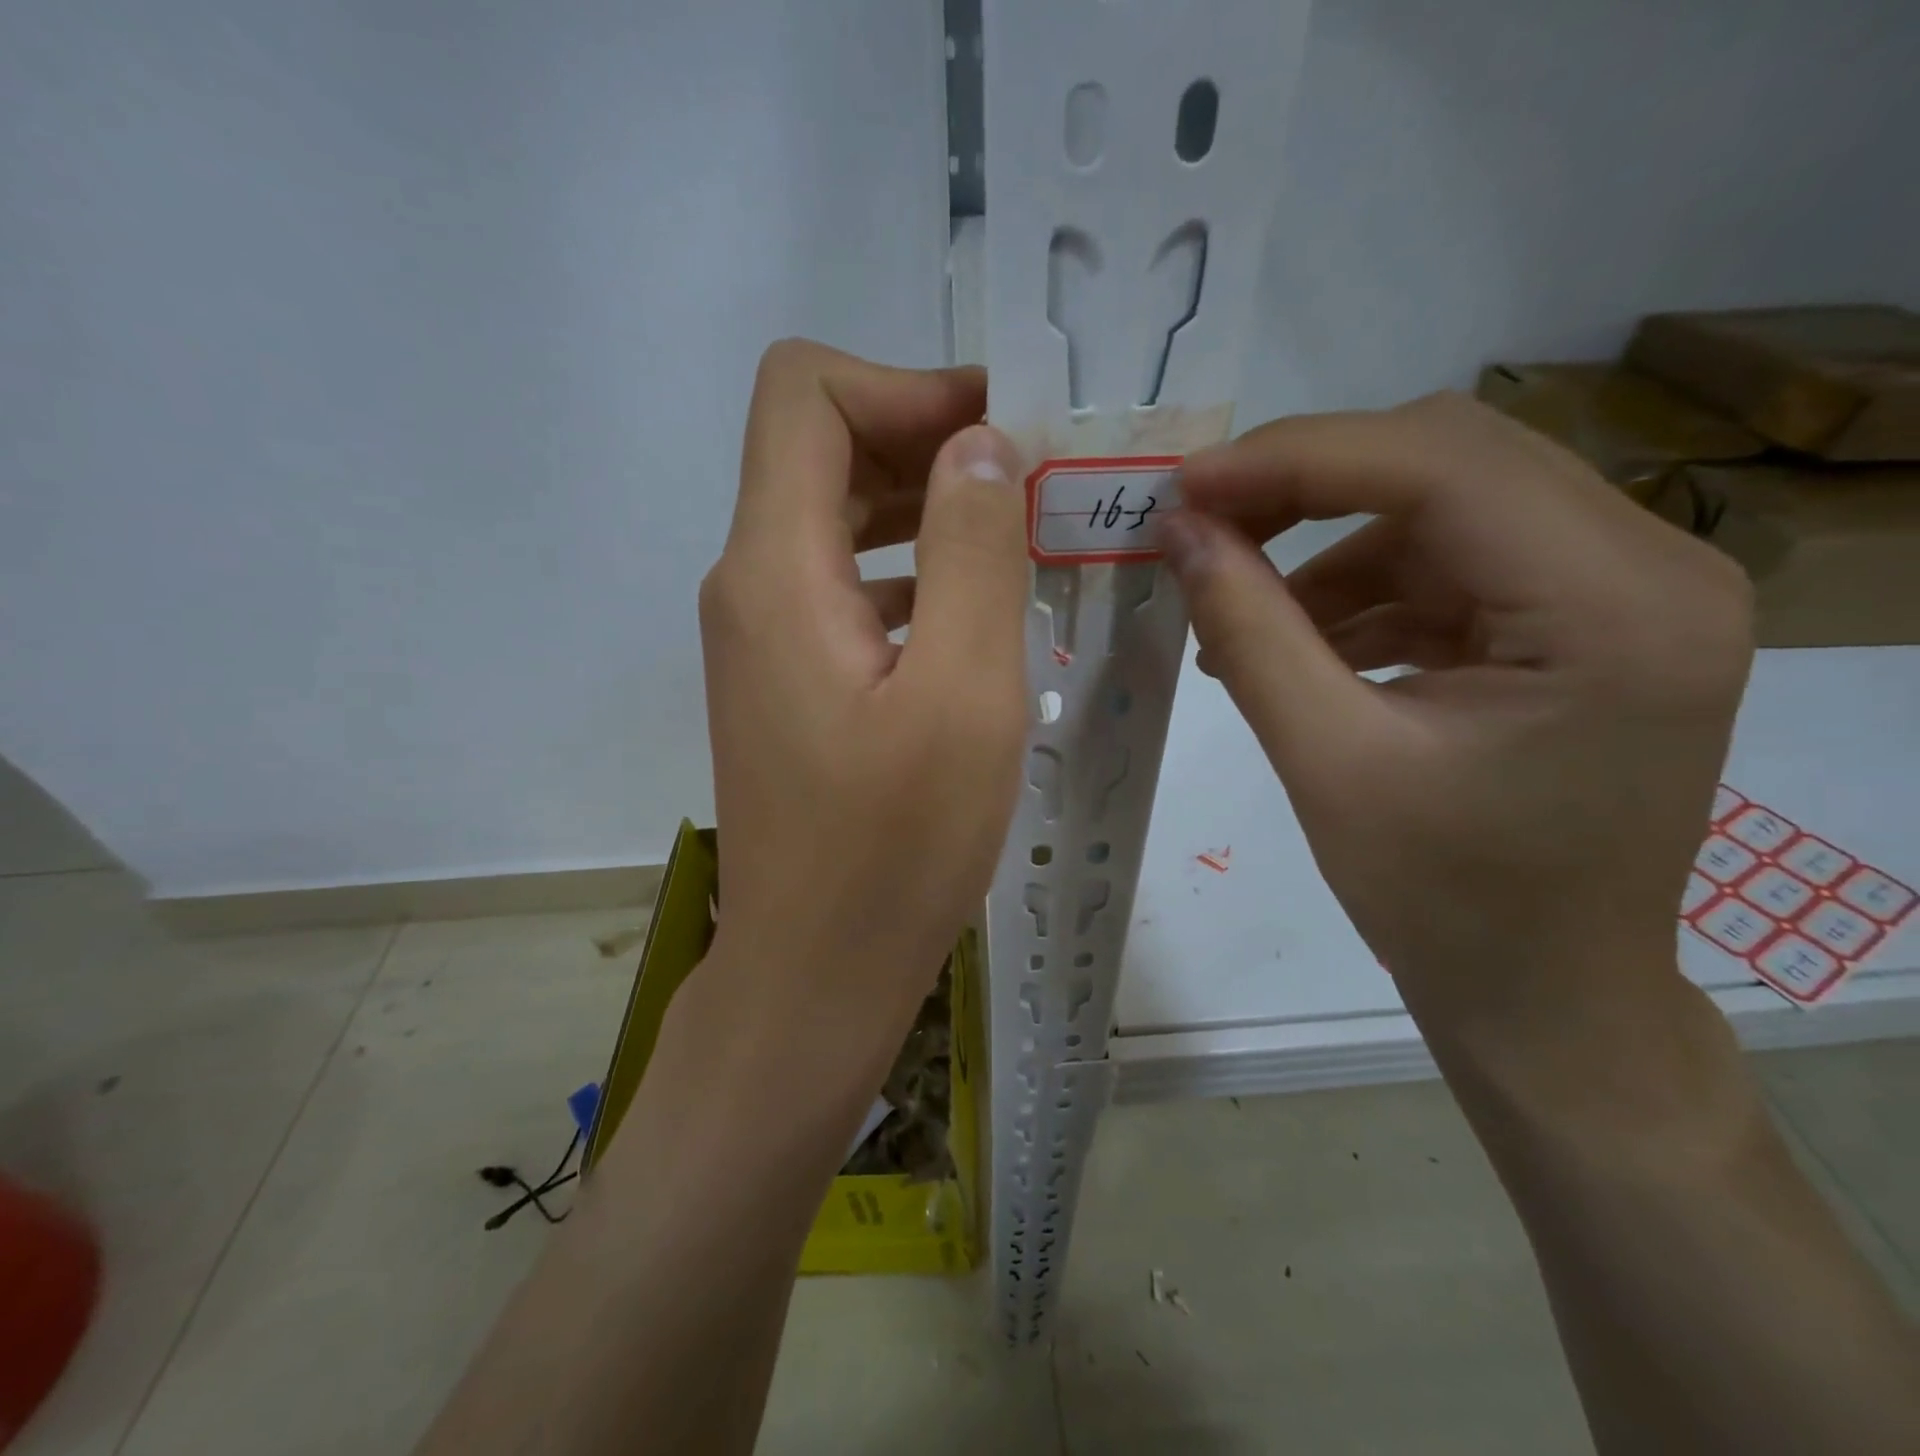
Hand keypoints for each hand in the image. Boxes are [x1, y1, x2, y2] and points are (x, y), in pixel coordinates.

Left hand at [696, 340, 1028, 1073]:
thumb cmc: (894, 849)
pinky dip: (909, 572)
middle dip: (927, 441)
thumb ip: (972, 550)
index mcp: (775, 569)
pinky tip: (974, 614)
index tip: (999, 431)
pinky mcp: (787, 680)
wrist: (815, 971)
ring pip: (835, 518)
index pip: (805, 393)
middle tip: (1032, 483)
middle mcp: (749, 585)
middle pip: (821, 448)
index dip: (904, 385)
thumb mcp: (964, 694)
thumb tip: (978, 442)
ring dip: (925, 509)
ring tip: (1019, 540)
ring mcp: (762, 636)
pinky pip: (844, 585)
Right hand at [1162, 392, 1753, 1029]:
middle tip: (1200, 531)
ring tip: (1238, 620)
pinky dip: (1360, 592)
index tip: (1183, 489)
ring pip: (1441, 508)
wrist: (1544, 996)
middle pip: (1449, 461)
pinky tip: (1297, 646)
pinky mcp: (1582, 621)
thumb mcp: (1326, 762)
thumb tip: (1177, 532)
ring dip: (1324, 550)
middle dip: (1304, 488)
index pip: (1440, 464)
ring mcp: (1625, 591)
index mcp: (1616, 607)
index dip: (1294, 459)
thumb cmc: (1446, 904)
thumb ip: (1249, 631)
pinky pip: (1450, 565)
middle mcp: (1651, 568)